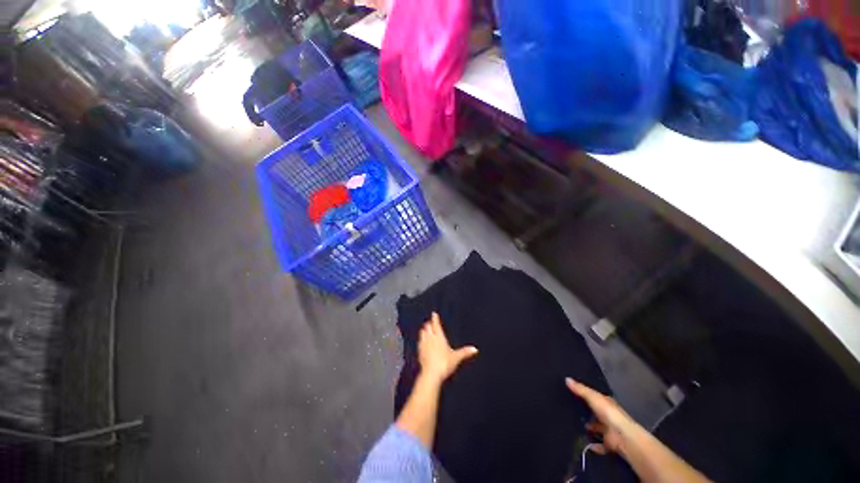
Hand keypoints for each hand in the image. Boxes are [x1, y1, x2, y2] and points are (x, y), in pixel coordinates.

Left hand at [418, 312, 477, 382]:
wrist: (431, 374)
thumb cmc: (444, 363)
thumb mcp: (456, 357)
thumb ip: (465, 352)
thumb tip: (475, 349)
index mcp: (439, 337)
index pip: (436, 324)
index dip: (435, 318)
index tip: (434, 313)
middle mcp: (430, 338)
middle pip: (427, 327)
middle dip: (429, 324)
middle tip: (430, 322)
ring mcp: (423, 344)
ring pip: (422, 333)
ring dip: (424, 330)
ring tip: (425, 330)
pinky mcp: (419, 352)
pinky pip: (419, 342)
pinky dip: (421, 340)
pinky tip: (422, 343)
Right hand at [566, 378, 633, 454]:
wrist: (622, 436)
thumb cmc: (608, 413)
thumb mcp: (592, 397)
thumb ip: (580, 389)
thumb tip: (566, 379)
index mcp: (606, 403)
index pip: (595, 397)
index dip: (585, 395)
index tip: (572, 393)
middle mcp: (608, 415)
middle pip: (595, 412)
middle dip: (585, 413)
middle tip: (569, 410)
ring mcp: (608, 429)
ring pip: (596, 428)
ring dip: (588, 428)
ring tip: (572, 425)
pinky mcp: (608, 443)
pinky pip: (598, 444)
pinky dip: (593, 445)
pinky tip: (583, 443)